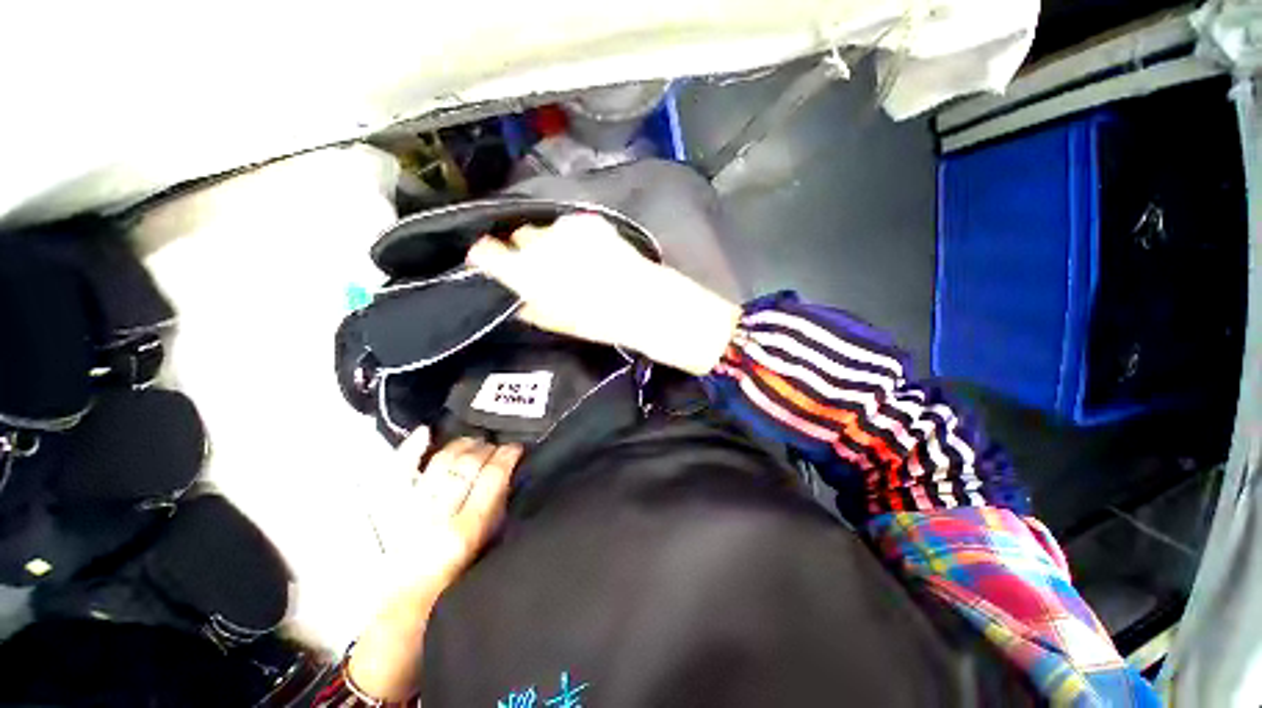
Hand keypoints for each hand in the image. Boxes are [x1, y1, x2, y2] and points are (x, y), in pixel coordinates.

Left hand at [385, 431, 522, 590]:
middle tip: (496, 445)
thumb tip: (507, 477)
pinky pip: (398, 471)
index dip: (507, 455)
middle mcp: (436, 515)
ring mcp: (409, 509)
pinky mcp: (388, 509)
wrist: (401, 611)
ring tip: (474, 441)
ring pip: (440, 462)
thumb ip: (496, 513)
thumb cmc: (453, 585)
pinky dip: (411, 450)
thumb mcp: (484, 551)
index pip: (492, 477)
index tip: (516, 448)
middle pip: (467, 465)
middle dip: (486, 448)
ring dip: (461, 445)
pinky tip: (426, 433)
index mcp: (466, 530)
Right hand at [468, 214, 740, 374]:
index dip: (487, 256)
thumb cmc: (607, 325)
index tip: (487, 259)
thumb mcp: (563, 323)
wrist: (653, 308)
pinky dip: (572, 238)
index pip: (491, 254)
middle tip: (542, 269)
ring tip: (571, 264)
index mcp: (533, 276)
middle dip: (526, 251)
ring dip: (551, 244)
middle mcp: (546, 246)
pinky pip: (570, 226)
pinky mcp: (593, 223)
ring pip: (546, 229)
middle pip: (520, 237)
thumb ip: (531, 306)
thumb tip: (512, 294)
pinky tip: (587, 254)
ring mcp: (571, 230)